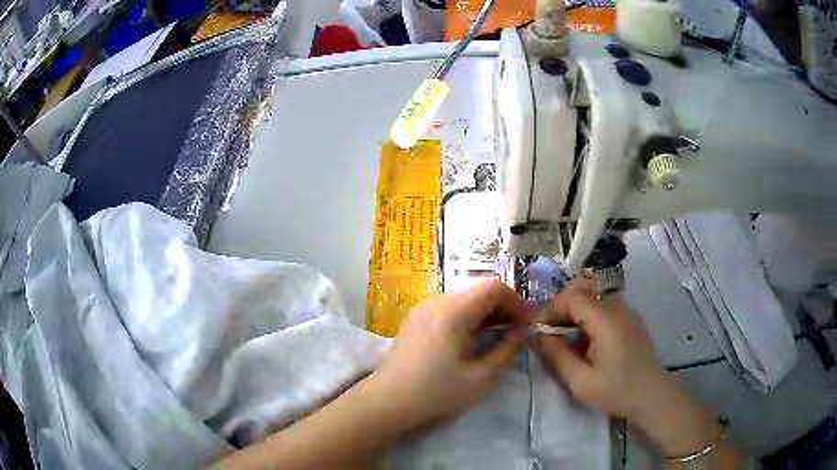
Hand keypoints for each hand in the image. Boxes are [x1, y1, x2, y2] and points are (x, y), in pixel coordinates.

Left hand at [370, 280, 530, 432]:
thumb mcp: (481, 377)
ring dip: (485, 314)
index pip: (494, 287)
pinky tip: (471, 341)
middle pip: (478, 291)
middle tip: (516, 333)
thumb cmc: (436, 393)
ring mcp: (422, 308)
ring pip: (464, 300)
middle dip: (502, 309)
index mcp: (453, 310)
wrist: (386, 403)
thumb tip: (523, 331)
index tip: (527, 325)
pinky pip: (448, 309)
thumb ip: (508, 350)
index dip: (516, 302)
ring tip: (497, 338)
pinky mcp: (415, 320)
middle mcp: (437, 300)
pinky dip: (467, 318)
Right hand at [535, 279, 722, 457]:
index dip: (551, 310)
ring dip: (574, 316)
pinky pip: (603, 310)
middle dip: (560, 312)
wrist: (653, 396)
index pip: (572, 297)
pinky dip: (588, 320)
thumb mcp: (580, 381)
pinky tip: (586, 344)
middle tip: (548, 337)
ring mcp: (627, 312)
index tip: (538, 331)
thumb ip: (557, 356)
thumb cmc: (617, 391)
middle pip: (582, 295)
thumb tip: (538, 336)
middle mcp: (618, 307)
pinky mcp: (631, 320)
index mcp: (606, 319)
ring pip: (592, 301)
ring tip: (565, 342)